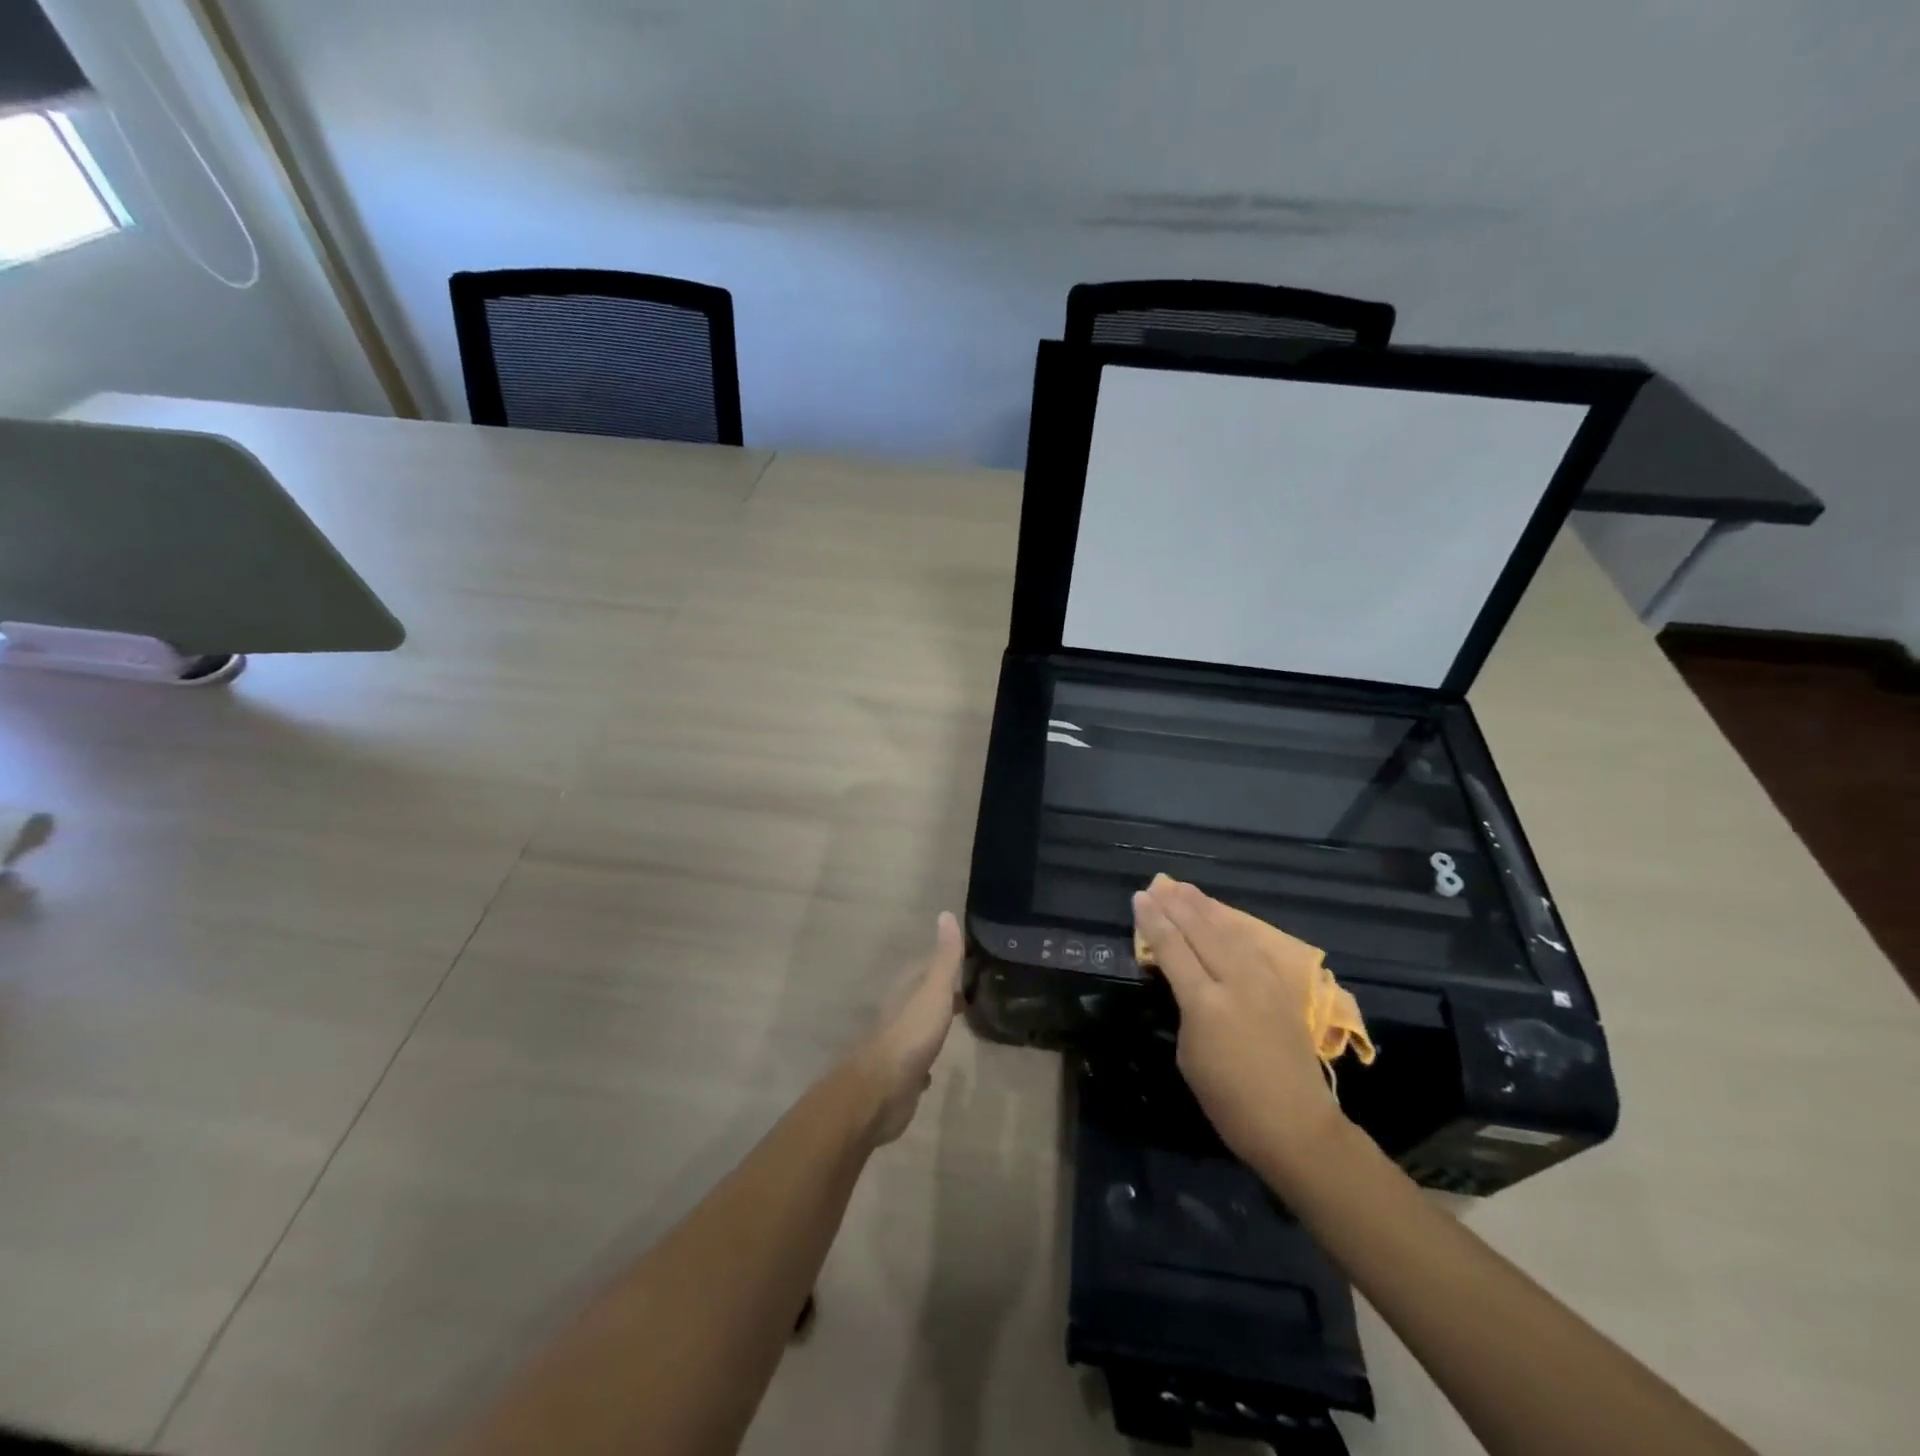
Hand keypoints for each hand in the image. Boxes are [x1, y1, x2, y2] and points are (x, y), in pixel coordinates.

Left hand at [844, 911, 965, 1144]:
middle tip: (967, 995)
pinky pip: (916, 1062)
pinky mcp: (900, 1075)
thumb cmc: (911, 1034)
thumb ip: (944, 957)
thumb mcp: (934, 990)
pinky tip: (933, 1070)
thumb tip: (946, 914)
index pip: (926, 968)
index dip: (945, 965)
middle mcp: (898, 1013)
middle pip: (922, 997)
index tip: (967, 964)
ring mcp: (897, 1045)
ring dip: (934, 1024)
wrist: (881, 1089)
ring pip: (919, 1028)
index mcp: (906, 990)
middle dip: (941, 994)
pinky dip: (926, 1060)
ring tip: (956, 1024)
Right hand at [1133, 876, 1347, 1179]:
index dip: (1153, 922)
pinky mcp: (1282, 988)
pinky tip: (1223, 916)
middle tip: (1158, 883)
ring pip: (1229, 931)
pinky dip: (1233, 926)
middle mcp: (1235, 982)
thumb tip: (1187, 982)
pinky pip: (1252, 945)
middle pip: (1200, 931)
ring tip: (1184, 888)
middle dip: (1176, 905)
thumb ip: (1187, 1009)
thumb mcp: (1189, 1056)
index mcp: (1205, 1003)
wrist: (1295, 1125)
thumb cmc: (1229, 1102)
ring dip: (1204, 907)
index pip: (1172, 949)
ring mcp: (1263, 982)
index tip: (1139, 898)